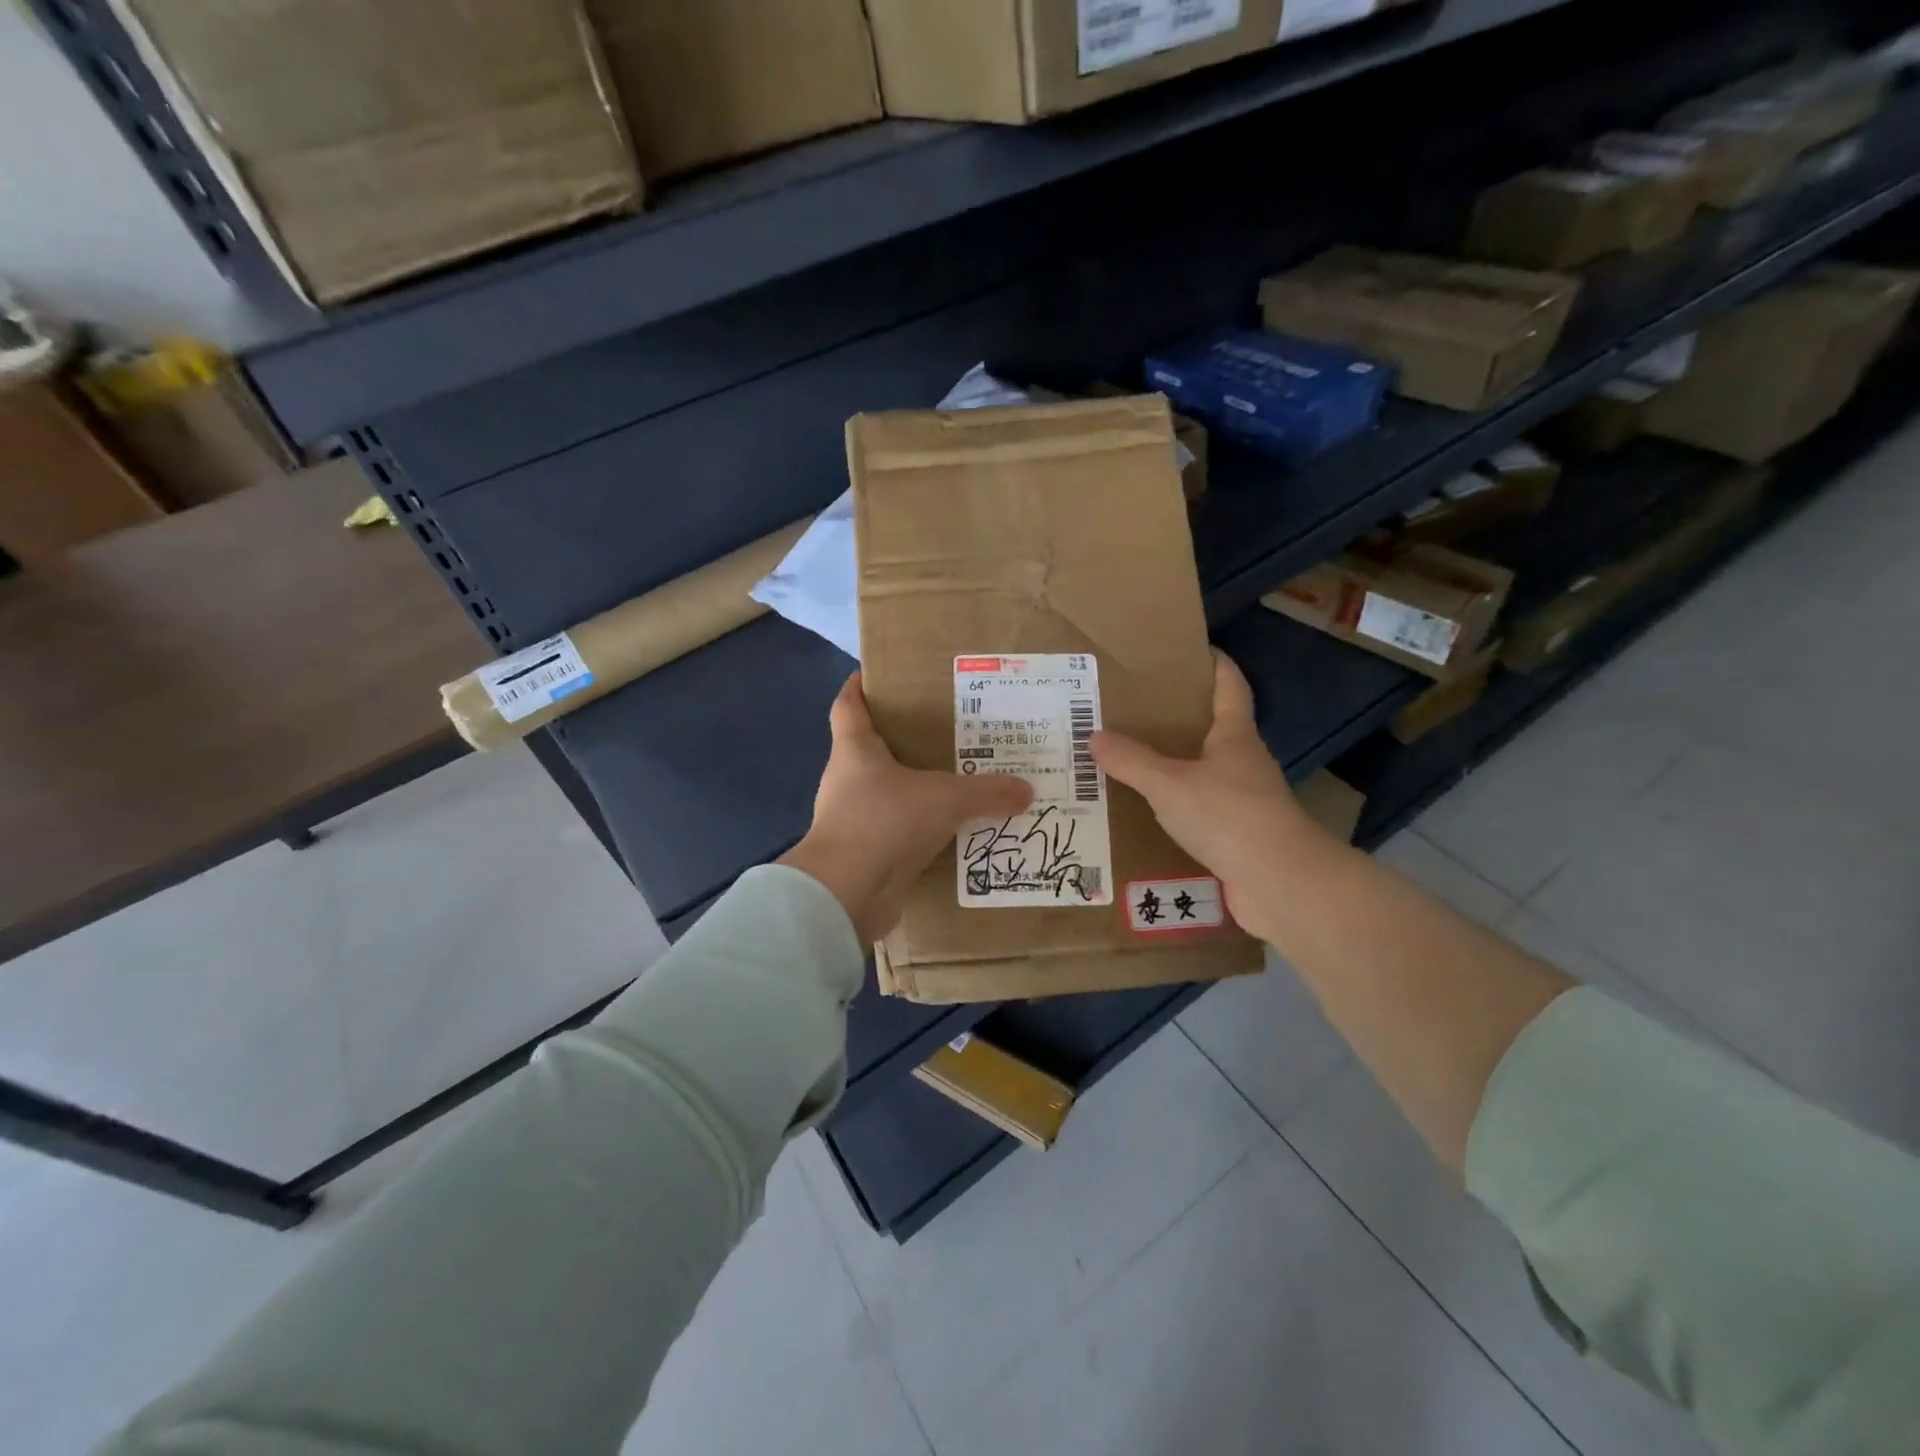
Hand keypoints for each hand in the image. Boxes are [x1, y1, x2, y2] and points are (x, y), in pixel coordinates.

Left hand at [779, 674, 1032, 944]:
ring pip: (887, 792)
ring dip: (915, 788)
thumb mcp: (944, 798)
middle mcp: (848, 779)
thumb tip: (1027, 790)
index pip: (848, 705)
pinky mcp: (864, 853)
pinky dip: (920, 828)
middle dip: (904, 739)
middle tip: (947, 730)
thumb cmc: (884, 822)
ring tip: (957, 780)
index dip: (860, 687)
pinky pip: (897, 831)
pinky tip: (952, 830)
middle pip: (871, 748)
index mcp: (855, 750)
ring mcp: (853, 818)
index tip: (878, 675)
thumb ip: (986, 792)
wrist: (846, 894)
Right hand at [1091, 652, 1326, 940]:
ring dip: (1176, 765)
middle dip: (1181, 717)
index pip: (1229, 685)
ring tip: (1132, 759)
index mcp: (1234, 735)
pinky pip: (1202, 810)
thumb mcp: (1168, 783)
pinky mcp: (1240, 835)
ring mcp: (1246, 800)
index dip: (1214, 663)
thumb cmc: (1227, 815)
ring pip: (1206, 771)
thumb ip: (1131, 760)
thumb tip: (1094, 736)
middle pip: (1214, 728)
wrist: (1279, 882)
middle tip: (1136, 709)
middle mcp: (1244, 761)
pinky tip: (1148, 811)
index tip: (1191, 649)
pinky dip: (1177, 806)